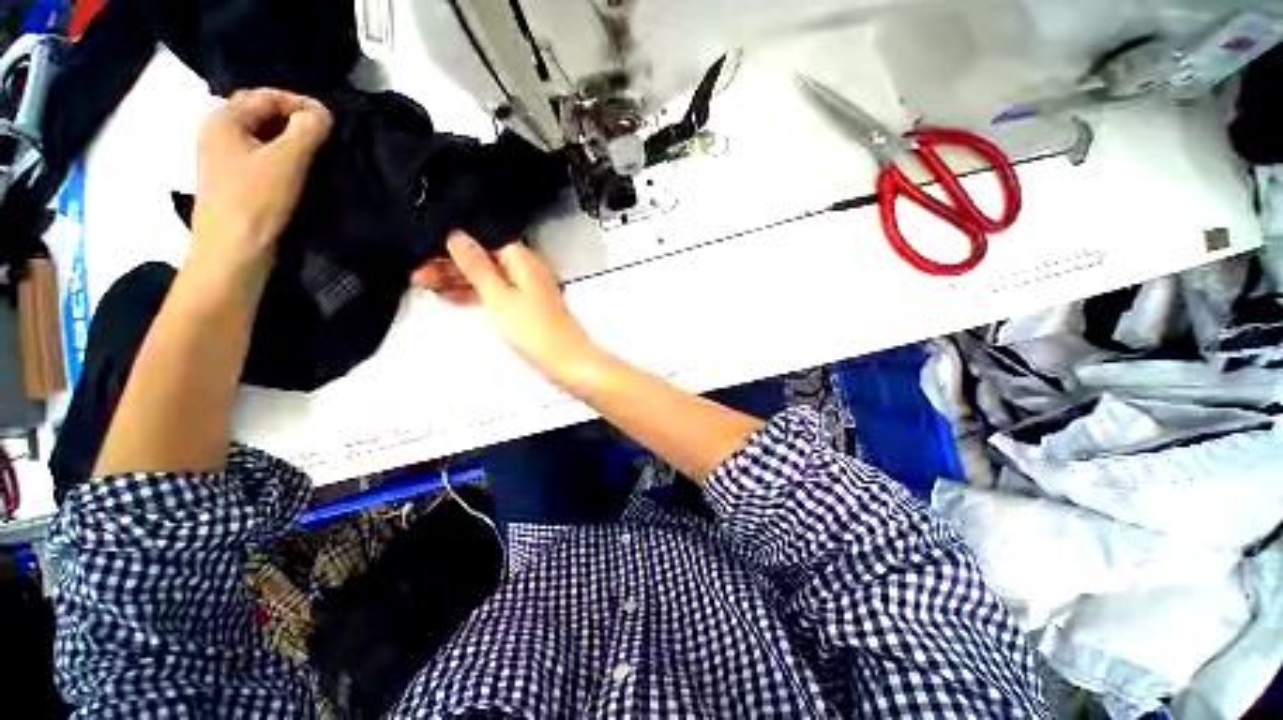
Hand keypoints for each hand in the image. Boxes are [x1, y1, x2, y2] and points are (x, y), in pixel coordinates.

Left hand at [191, 88, 331, 274]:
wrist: (233, 250)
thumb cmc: (256, 200)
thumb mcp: (287, 161)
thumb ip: (307, 130)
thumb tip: (321, 113)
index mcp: (222, 118)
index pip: (265, 96)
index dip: (299, 102)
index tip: (329, 120)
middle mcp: (217, 132)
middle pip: (261, 114)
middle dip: (294, 121)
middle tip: (325, 137)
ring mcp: (221, 157)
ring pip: (261, 136)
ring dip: (290, 140)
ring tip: (317, 154)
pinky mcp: (232, 179)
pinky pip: (259, 155)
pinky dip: (281, 156)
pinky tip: (299, 171)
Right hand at [414, 232, 603, 385]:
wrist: (566, 360)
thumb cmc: (539, 332)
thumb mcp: (498, 296)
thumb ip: (476, 266)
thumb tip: (457, 237)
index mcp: (521, 258)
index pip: (480, 240)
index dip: (451, 245)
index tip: (424, 252)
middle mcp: (525, 269)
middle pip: (482, 258)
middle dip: (450, 264)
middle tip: (419, 273)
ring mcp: (525, 288)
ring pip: (487, 276)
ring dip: (458, 279)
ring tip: (426, 284)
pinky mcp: (525, 306)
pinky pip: (494, 293)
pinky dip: (474, 294)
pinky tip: (452, 296)